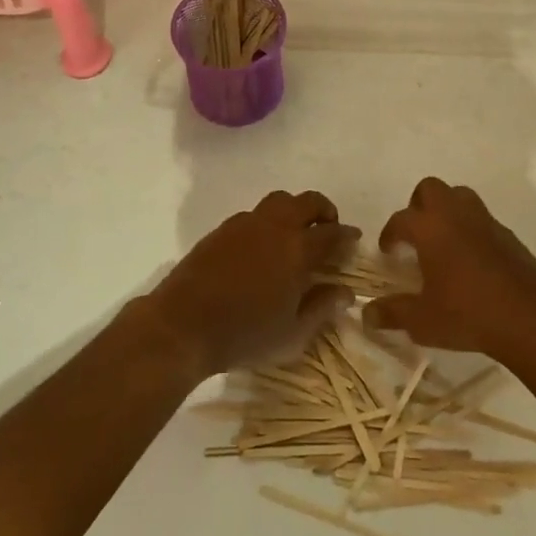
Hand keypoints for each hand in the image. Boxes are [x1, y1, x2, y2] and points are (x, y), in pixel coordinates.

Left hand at [150, 190, 358, 375]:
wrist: (182, 324)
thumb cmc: (243, 335)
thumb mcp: (291, 334)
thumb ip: (321, 308)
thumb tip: (346, 292)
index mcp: (297, 250)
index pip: (332, 233)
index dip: (347, 234)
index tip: (353, 239)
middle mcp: (275, 227)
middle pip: (307, 201)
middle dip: (324, 210)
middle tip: (328, 227)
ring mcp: (245, 224)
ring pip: (279, 200)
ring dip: (294, 209)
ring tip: (295, 232)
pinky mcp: (222, 229)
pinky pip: (253, 213)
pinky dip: (267, 221)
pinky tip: (262, 246)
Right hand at [365, 177, 535, 362]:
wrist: (529, 317)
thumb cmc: (467, 313)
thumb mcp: (422, 320)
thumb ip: (393, 313)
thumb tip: (367, 314)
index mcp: (430, 227)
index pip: (400, 219)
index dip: (389, 234)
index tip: (387, 252)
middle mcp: (456, 214)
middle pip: (430, 189)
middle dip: (418, 205)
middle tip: (415, 235)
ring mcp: (485, 221)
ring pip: (460, 196)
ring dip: (447, 211)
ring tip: (442, 241)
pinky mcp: (508, 235)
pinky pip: (482, 220)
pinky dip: (471, 230)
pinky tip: (471, 260)